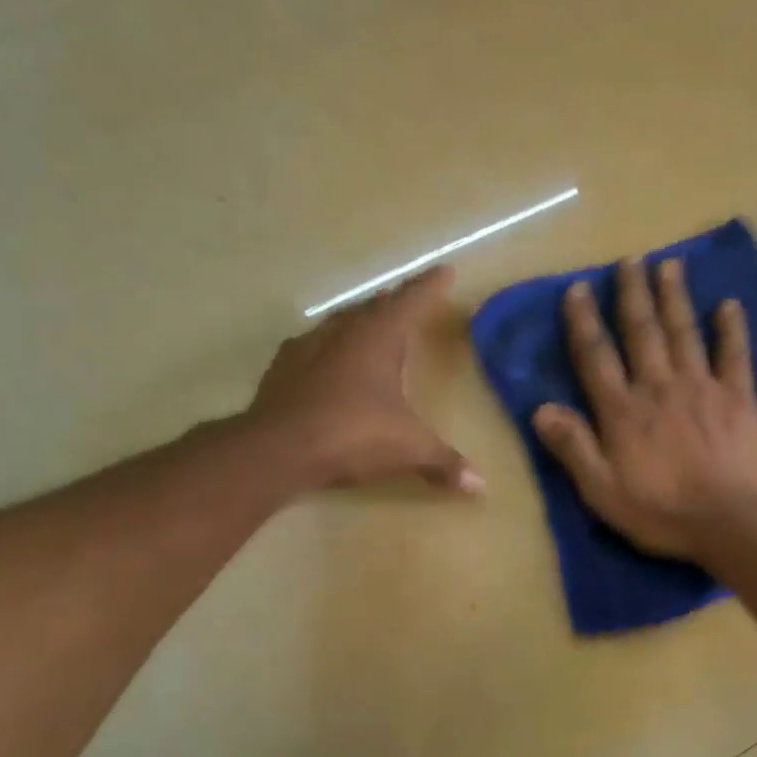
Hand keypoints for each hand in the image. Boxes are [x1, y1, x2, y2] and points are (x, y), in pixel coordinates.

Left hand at [245, 266, 480, 494]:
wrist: (276, 450)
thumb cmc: (352, 435)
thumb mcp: (408, 449)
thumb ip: (444, 462)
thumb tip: (481, 486)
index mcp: (378, 337)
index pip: (412, 300)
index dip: (431, 286)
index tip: (445, 271)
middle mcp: (343, 332)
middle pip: (375, 306)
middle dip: (396, 303)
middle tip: (410, 304)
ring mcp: (307, 347)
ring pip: (341, 322)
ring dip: (360, 322)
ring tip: (372, 330)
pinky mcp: (282, 369)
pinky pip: (313, 347)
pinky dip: (329, 350)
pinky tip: (330, 364)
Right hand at [534, 256, 756, 560]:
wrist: (731, 522)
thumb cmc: (661, 512)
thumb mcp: (601, 491)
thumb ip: (572, 447)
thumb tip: (541, 408)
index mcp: (623, 411)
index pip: (596, 357)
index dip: (583, 321)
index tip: (577, 288)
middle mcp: (659, 387)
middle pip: (642, 331)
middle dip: (632, 294)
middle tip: (629, 259)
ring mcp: (702, 387)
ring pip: (684, 332)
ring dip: (675, 297)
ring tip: (669, 264)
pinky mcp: (739, 398)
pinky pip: (735, 355)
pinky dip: (732, 329)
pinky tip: (729, 304)